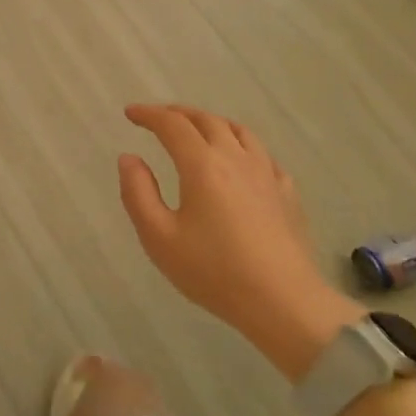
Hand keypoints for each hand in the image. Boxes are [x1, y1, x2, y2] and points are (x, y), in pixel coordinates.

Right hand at [118, 104, 359, 380]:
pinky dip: (242, 145)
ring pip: (238, 131)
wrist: (284, 302)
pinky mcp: (287, 192)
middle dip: (178, 113)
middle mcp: (235, 158)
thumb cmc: (214, 272)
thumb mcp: (159, 238)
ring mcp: (266, 173)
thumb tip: (129, 158)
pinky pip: (262, 154)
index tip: (130, 113)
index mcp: (202, 164)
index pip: (172, 125)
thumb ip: (138, 193)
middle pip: (206, 120)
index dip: (148, 114)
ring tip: (198, 130)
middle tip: (158, 118)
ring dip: (211, 122)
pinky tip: (240, 161)